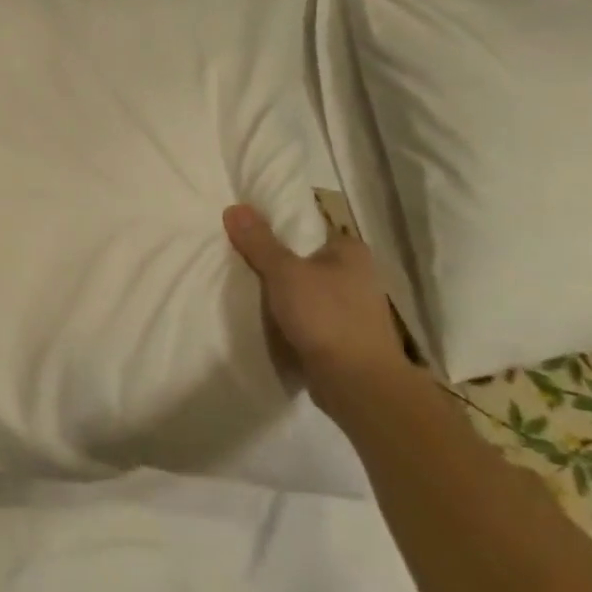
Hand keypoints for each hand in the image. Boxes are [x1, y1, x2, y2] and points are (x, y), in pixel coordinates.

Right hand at [223, 204, 407, 409]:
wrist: (357, 384)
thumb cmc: (326, 316)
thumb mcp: (284, 272)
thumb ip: (259, 242)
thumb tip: (234, 207)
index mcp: (351, 251)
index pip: (308, 228)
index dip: (276, 229)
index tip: (245, 234)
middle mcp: (357, 275)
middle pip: (304, 260)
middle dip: (276, 263)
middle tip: (238, 261)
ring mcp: (352, 308)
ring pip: (306, 291)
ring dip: (283, 294)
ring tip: (246, 290)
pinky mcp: (343, 337)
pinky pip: (308, 317)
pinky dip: (290, 318)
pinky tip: (266, 320)